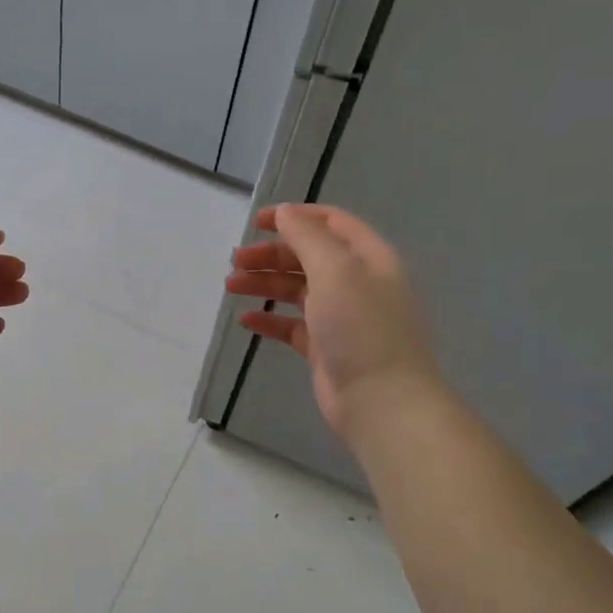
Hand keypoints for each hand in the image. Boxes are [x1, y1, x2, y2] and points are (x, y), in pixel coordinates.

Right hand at [227, 204, 439, 441]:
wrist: (381, 400)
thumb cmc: (361, 328)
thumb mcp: (336, 270)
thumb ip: (308, 237)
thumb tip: (286, 213)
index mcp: (368, 258)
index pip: (330, 223)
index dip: (295, 216)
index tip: (257, 222)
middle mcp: (356, 282)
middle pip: (308, 255)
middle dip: (271, 253)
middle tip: (236, 261)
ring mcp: (340, 317)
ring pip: (296, 289)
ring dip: (264, 283)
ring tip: (231, 286)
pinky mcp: (324, 347)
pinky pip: (292, 325)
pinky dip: (269, 319)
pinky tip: (246, 320)